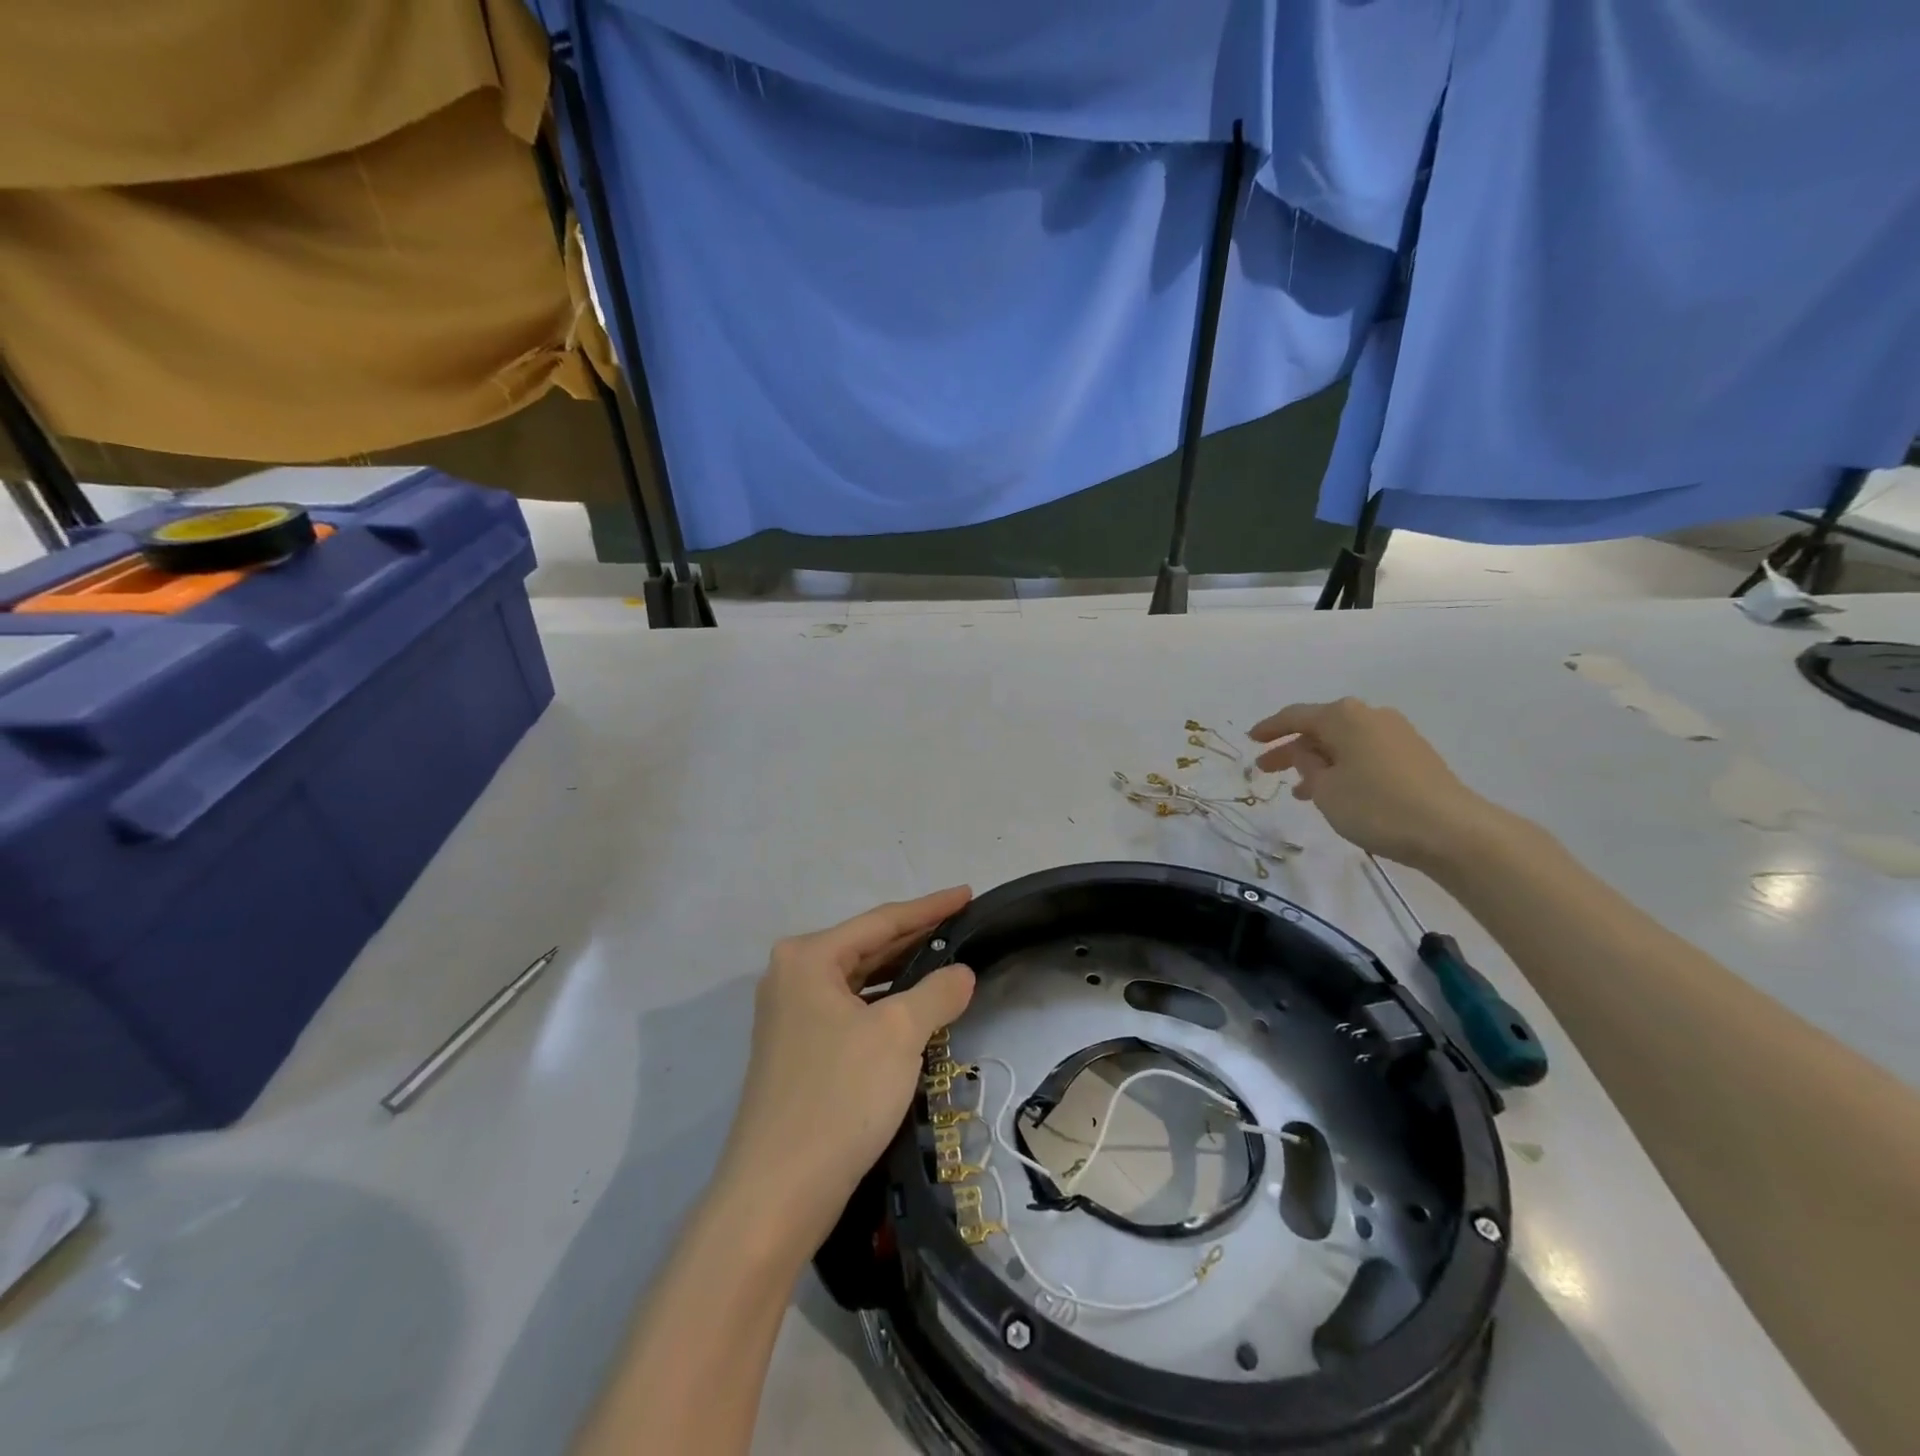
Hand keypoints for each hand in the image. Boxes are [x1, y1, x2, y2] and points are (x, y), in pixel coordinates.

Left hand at [717, 887, 976, 1255]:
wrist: (778, 1193)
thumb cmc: (839, 1096)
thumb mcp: (899, 1034)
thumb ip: (937, 992)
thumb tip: (961, 972)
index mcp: (808, 957)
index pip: (882, 920)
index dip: (930, 907)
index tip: (967, 894)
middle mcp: (792, 976)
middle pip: (867, 946)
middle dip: (916, 937)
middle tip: (963, 926)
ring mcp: (791, 1015)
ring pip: (859, 980)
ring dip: (902, 973)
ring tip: (947, 963)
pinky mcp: (798, 1050)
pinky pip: (851, 1010)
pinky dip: (884, 1005)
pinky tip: (914, 1010)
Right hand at [1248, 699, 1490, 869]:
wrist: (1451, 831)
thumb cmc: (1376, 805)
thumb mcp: (1325, 789)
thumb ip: (1306, 765)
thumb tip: (1307, 753)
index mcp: (1343, 716)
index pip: (1295, 716)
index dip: (1270, 728)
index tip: (1250, 740)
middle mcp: (1370, 715)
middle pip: (1321, 728)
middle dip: (1292, 748)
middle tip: (1267, 768)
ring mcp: (1396, 734)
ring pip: (1343, 743)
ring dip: (1318, 762)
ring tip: (1300, 790)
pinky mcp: (1414, 756)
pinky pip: (1364, 754)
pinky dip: (1343, 767)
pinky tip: (1335, 792)